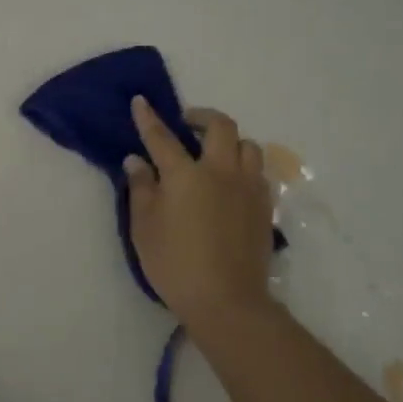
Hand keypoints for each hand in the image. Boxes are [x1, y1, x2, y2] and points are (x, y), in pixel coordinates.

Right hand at [125, 96, 275, 329]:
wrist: (227, 300)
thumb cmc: (175, 264)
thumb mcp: (144, 228)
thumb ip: (141, 189)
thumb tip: (137, 161)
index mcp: (185, 175)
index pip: (162, 137)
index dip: (149, 118)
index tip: (141, 101)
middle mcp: (221, 171)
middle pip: (220, 126)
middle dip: (201, 116)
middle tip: (187, 123)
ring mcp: (248, 187)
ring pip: (247, 145)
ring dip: (230, 141)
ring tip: (214, 153)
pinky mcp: (265, 206)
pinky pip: (258, 172)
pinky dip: (243, 166)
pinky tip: (232, 182)